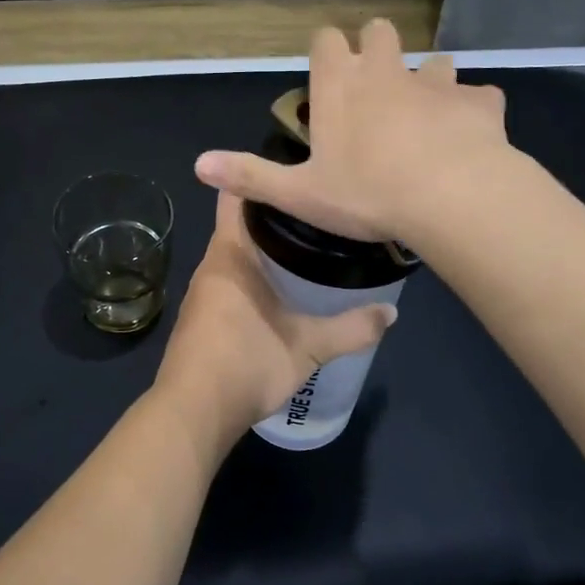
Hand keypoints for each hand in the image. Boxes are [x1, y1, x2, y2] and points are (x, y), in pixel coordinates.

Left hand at [153, 190, 396, 457]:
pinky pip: (230, 282)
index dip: (259, 176)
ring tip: (308, 247)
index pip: (235, 194)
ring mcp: (202, 294)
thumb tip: (392, 313)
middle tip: (319, 212)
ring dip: (265, 250)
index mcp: (229, 255)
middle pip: (240, 225)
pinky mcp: (201, 319)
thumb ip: (351, 328)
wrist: (193, 414)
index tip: (295, 171)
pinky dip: (253, 277)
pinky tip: (281, 292)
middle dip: (276, 216)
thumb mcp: (308, 346)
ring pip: (235, 256)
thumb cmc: (246, 364)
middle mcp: (210, 266)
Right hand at [193, 19, 510, 241]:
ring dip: (429, 81)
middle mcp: (388, 72)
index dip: (326, 50)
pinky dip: (473, 110)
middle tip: (375, 88)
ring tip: (427, 116)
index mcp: (341, 86)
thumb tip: (198, 165)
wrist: (452, 197)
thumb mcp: (300, 194)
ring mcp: (438, 83)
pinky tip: (470, 136)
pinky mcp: (480, 102)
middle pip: (381, 33)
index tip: (328, 74)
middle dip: (377, 49)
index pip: (327, 40)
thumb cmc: (367, 194)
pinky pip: (479, 96)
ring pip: (435, 61)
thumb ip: (250, 176)